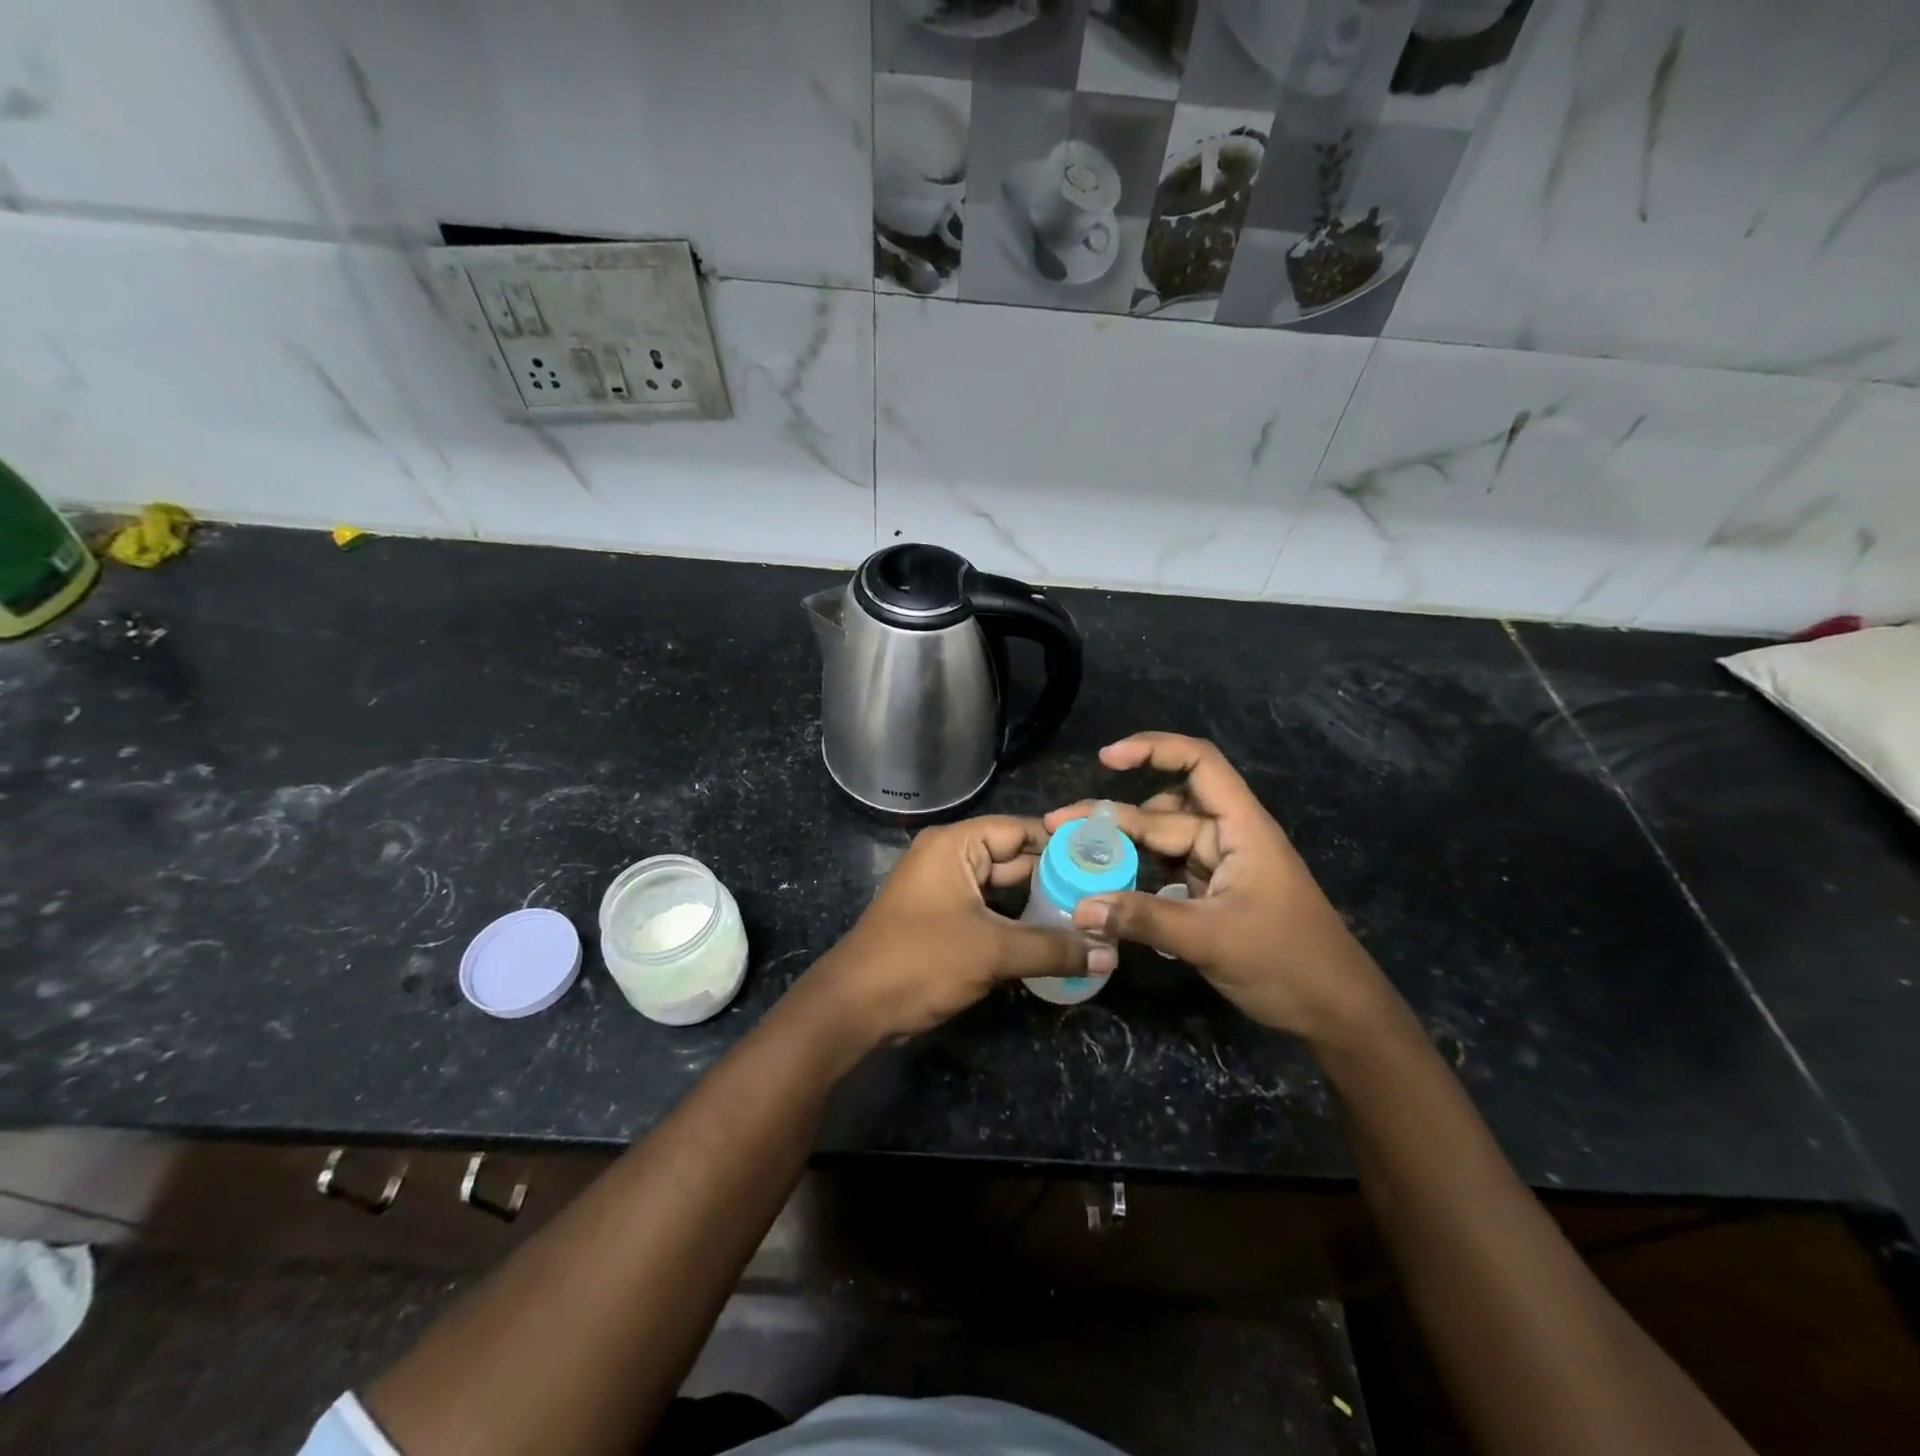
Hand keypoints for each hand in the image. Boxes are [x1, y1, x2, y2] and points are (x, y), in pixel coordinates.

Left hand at [807, 815, 1094, 1049]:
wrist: (855, 1007)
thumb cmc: (921, 961)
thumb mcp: (993, 951)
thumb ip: (1053, 948)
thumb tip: (1109, 954)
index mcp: (956, 845)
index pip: (1020, 829)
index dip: (1063, 842)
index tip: (1107, 857)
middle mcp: (950, 859)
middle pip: (1014, 859)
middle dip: (1057, 877)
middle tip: (1107, 892)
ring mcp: (945, 891)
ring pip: (1003, 890)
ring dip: (1040, 904)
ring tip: (1091, 916)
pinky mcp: (944, 922)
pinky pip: (990, 913)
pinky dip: (1019, 923)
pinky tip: (1055, 939)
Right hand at [1045, 733, 1388, 1043]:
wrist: (1338, 1014)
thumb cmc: (1287, 962)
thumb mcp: (1211, 937)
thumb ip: (1144, 919)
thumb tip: (1081, 908)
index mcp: (1241, 827)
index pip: (1199, 763)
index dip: (1153, 750)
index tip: (1106, 760)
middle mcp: (1228, 838)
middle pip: (1163, 814)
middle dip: (1111, 818)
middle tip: (1057, 828)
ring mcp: (1221, 869)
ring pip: (1161, 846)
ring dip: (1121, 851)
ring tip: (1073, 860)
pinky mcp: (1214, 897)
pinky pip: (1167, 876)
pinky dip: (1137, 880)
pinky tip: (1106, 893)